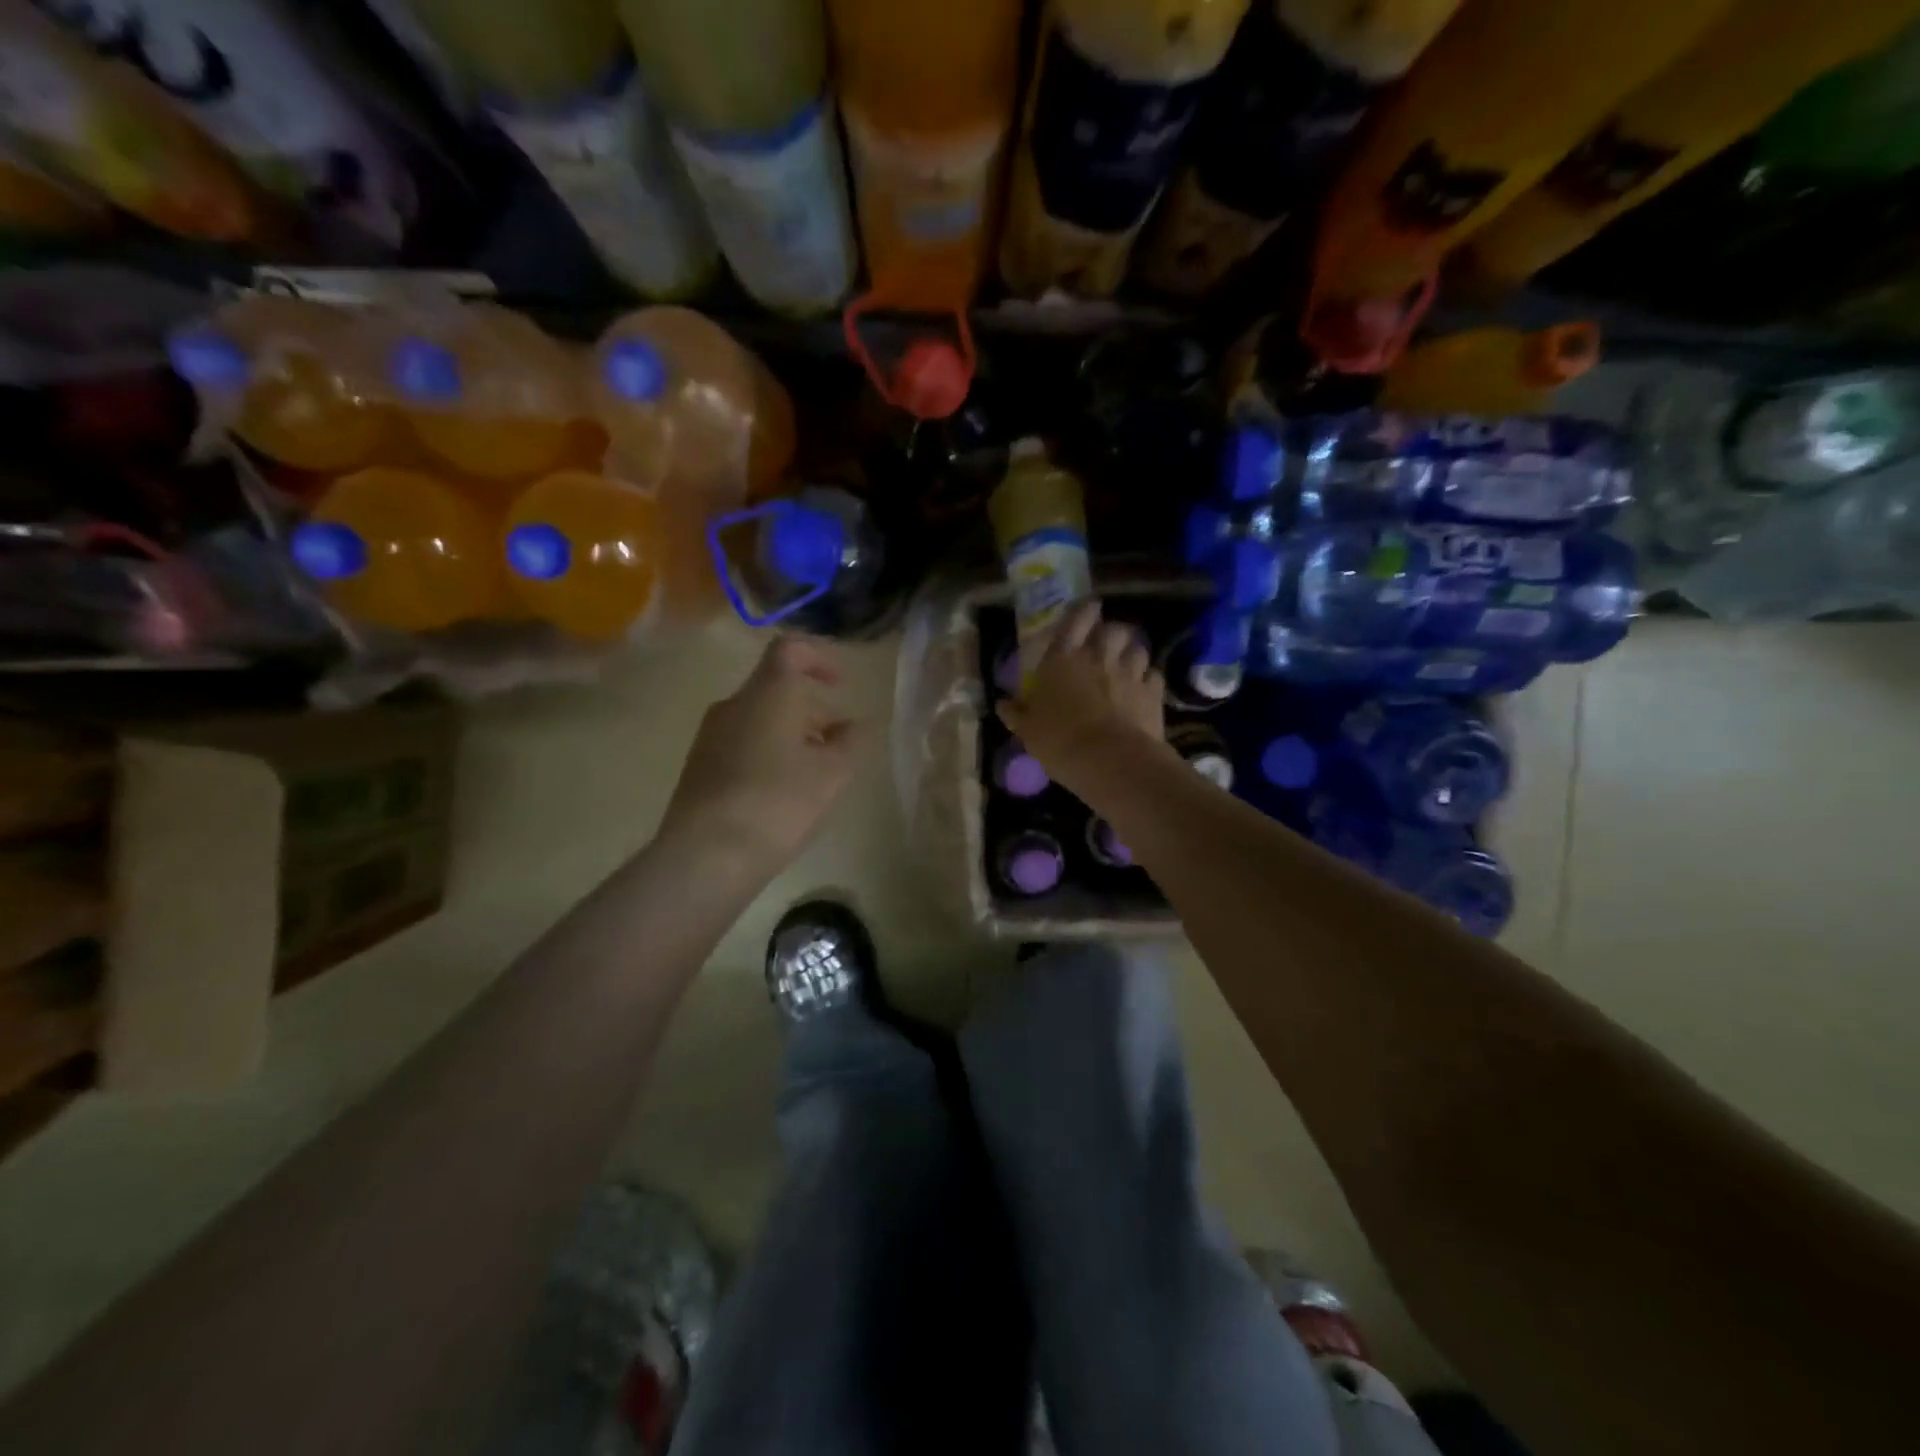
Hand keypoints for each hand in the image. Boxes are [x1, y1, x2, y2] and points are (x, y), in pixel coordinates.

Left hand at [659, 635, 859, 878]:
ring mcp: (710, 736)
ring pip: (759, 720)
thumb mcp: (832, 774)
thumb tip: (858, 725)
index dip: (819, 658)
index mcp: (768, 693)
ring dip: (792, 735)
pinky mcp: (699, 767)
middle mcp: (734, 704)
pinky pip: (742, 745)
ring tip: (816, 774)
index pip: (790, 649)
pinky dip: (768, 755)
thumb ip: (851, 742)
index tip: (840, 685)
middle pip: (776, 690)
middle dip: (813, 711)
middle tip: (840, 744)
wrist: (707, 854)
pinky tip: (783, 793)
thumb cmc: (779, 802)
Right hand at [998, 600, 1167, 798]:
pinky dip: (1148, 680)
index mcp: (1063, 660)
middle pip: (1113, 630)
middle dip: (1112, 632)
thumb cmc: (1060, 740)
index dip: (1083, 611)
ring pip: (1138, 648)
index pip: (1074, 621)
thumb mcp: (1028, 731)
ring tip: (1128, 664)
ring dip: (1132, 653)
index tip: (1090, 607)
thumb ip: (1017, 713)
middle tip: (1108, 642)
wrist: (1110, 760)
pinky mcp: (1153, 692)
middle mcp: (1098, 657)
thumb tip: (1003, 704)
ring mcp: (1130, 672)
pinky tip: (1144, 690)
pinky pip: (1153, 676)